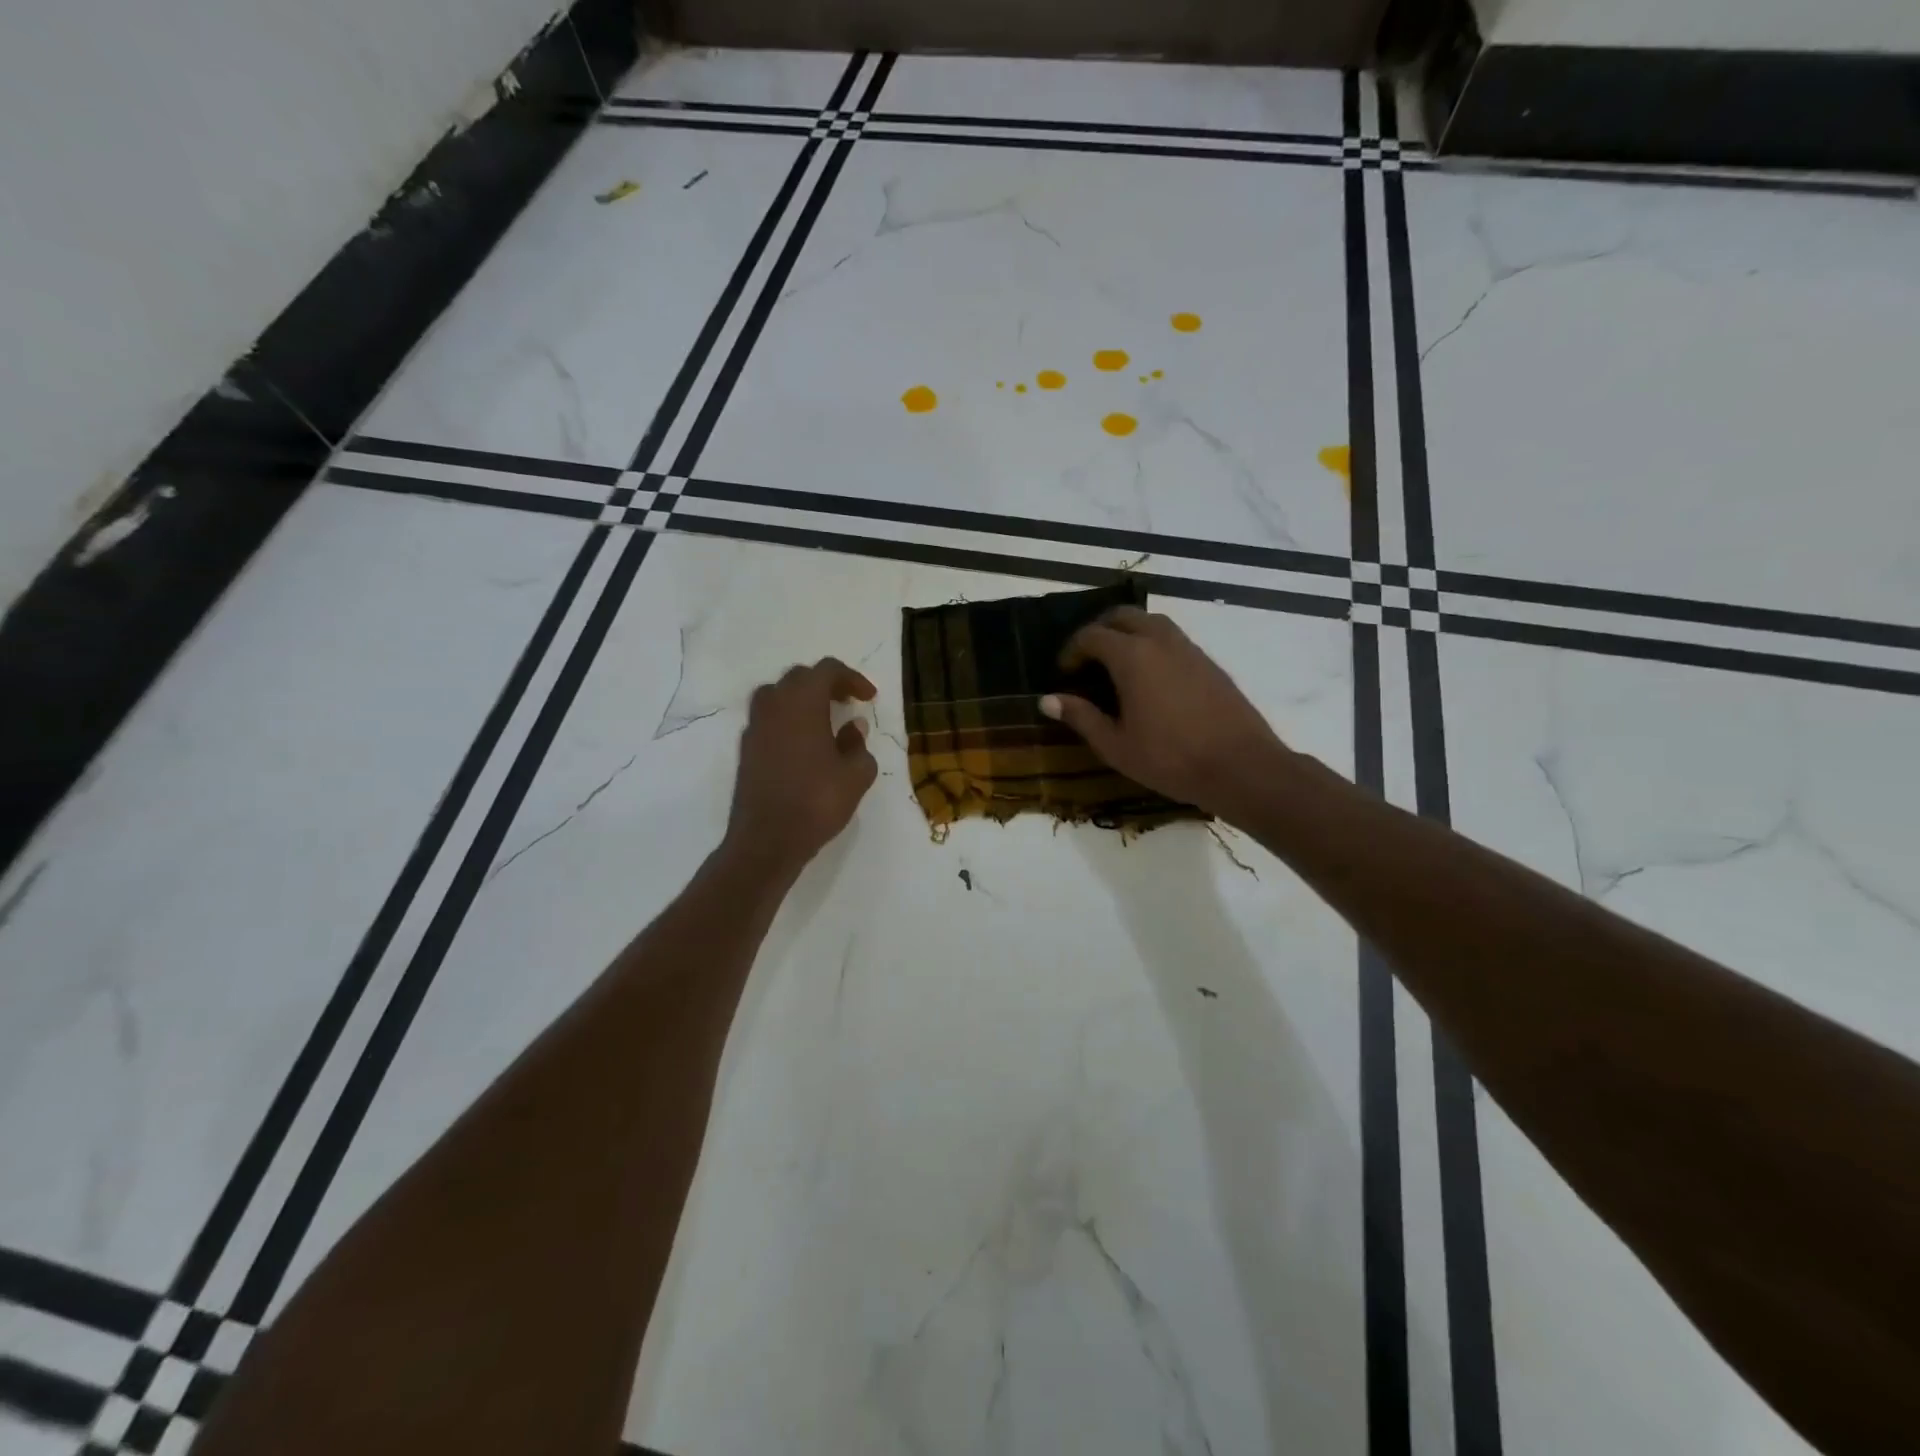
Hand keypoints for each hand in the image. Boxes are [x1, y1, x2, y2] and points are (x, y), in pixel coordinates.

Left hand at [724, 658, 878, 874]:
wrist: (767, 840)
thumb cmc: (816, 802)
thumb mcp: (856, 775)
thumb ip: (858, 745)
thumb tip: (853, 728)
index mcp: (802, 703)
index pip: (826, 670)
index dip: (851, 678)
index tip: (869, 698)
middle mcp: (774, 706)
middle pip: (799, 677)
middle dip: (826, 684)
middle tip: (848, 703)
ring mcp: (755, 727)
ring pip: (777, 696)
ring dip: (802, 700)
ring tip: (824, 720)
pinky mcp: (746, 749)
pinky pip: (768, 720)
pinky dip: (787, 721)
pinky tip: (804, 745)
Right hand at [1041, 607, 1284, 816]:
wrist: (1241, 766)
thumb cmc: (1170, 759)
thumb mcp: (1115, 745)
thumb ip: (1081, 717)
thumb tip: (1047, 700)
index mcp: (1132, 656)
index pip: (1092, 636)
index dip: (1071, 650)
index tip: (1063, 673)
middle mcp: (1160, 641)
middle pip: (1123, 616)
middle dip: (1099, 631)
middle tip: (1087, 659)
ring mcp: (1189, 649)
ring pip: (1152, 622)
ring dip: (1129, 633)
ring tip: (1117, 664)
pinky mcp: (1209, 662)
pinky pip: (1172, 638)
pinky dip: (1152, 644)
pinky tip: (1150, 677)